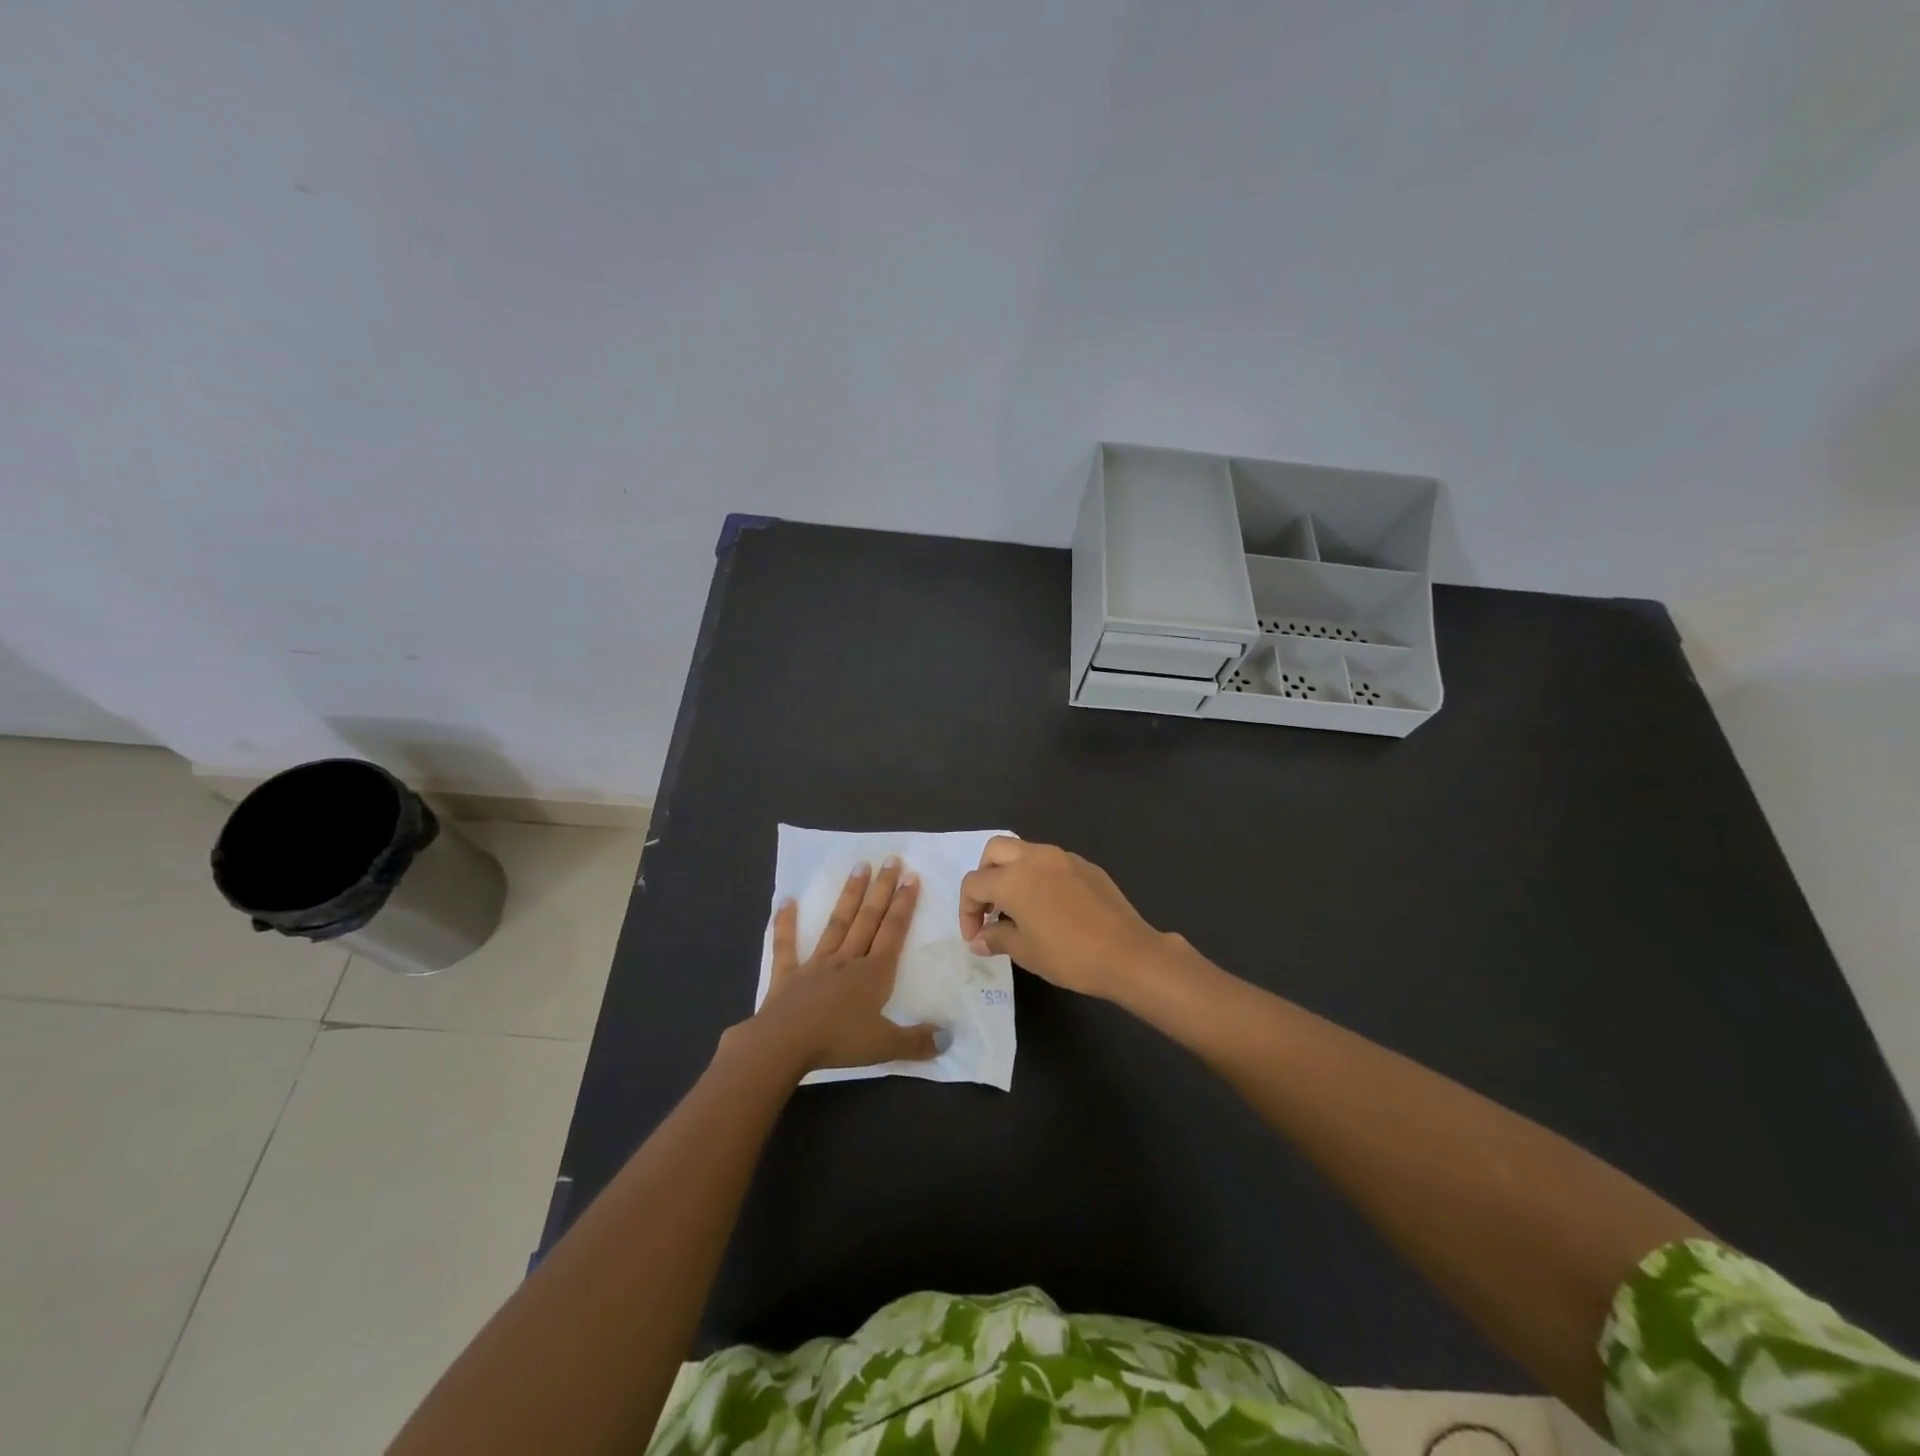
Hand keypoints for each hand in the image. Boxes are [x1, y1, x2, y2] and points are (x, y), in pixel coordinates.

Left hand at [742, 857, 942, 1073]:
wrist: (784, 1044)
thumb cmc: (839, 1042)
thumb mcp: (886, 1045)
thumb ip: (917, 1041)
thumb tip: (949, 1039)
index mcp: (874, 973)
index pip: (893, 932)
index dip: (904, 905)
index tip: (912, 877)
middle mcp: (848, 960)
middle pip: (869, 919)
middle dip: (882, 889)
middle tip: (891, 859)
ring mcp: (816, 964)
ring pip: (837, 923)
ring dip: (849, 895)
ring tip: (859, 867)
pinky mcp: (788, 975)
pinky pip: (787, 945)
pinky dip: (786, 923)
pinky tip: (786, 901)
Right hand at [958, 837, 1175, 998]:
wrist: (1127, 953)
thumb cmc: (1068, 955)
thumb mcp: (1025, 952)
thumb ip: (996, 938)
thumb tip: (979, 938)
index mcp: (1013, 878)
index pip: (974, 884)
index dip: (967, 910)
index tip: (975, 935)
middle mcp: (1034, 857)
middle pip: (994, 851)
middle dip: (985, 876)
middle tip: (991, 907)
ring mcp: (1063, 857)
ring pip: (1025, 851)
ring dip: (1013, 872)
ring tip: (1020, 907)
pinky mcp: (1086, 865)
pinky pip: (1052, 862)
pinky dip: (1040, 876)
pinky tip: (1051, 906)